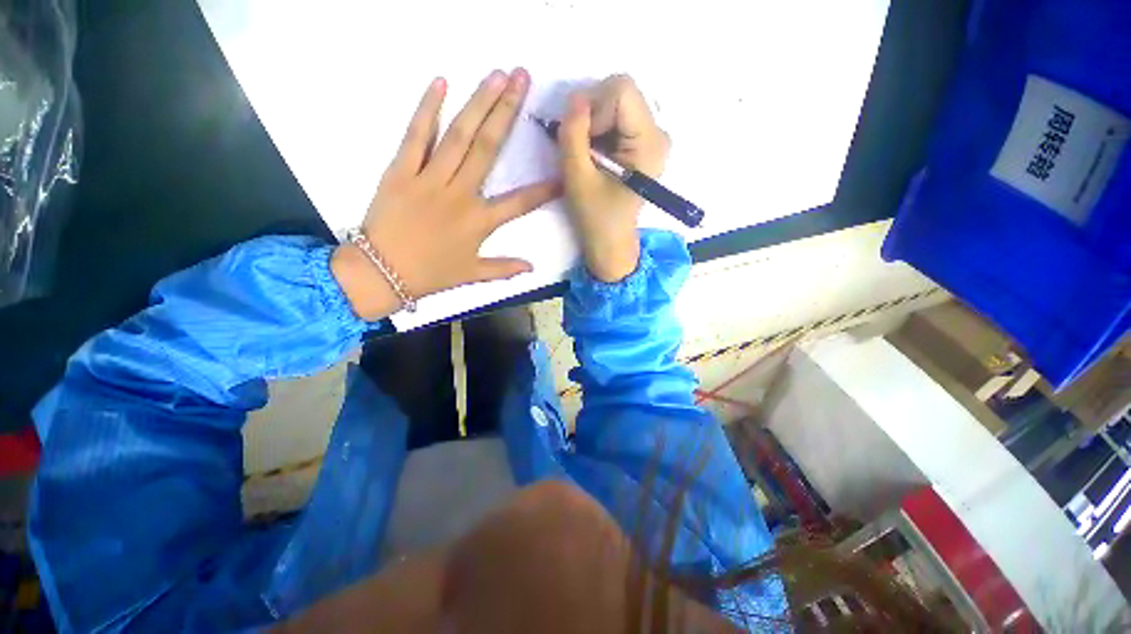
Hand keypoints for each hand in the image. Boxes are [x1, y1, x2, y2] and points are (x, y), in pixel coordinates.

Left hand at [332, 69, 558, 319]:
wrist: (380, 273)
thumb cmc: (430, 275)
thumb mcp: (471, 275)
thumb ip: (504, 269)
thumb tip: (532, 268)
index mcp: (479, 221)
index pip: (519, 202)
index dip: (544, 190)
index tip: (563, 173)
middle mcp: (459, 194)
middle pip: (488, 148)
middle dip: (508, 112)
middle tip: (522, 79)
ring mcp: (430, 179)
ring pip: (459, 135)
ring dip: (479, 103)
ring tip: (497, 75)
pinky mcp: (401, 170)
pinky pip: (416, 136)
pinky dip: (428, 109)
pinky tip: (441, 82)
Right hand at [558, 75, 669, 282]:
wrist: (611, 242)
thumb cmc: (596, 218)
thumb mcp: (577, 178)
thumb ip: (573, 135)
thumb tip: (575, 97)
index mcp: (649, 143)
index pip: (621, 90)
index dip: (593, 108)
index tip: (582, 141)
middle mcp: (658, 134)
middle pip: (620, 92)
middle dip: (592, 114)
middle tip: (582, 149)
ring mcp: (652, 138)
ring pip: (616, 102)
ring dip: (593, 124)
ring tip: (589, 157)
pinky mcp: (642, 143)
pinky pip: (617, 117)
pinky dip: (599, 130)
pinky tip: (596, 156)